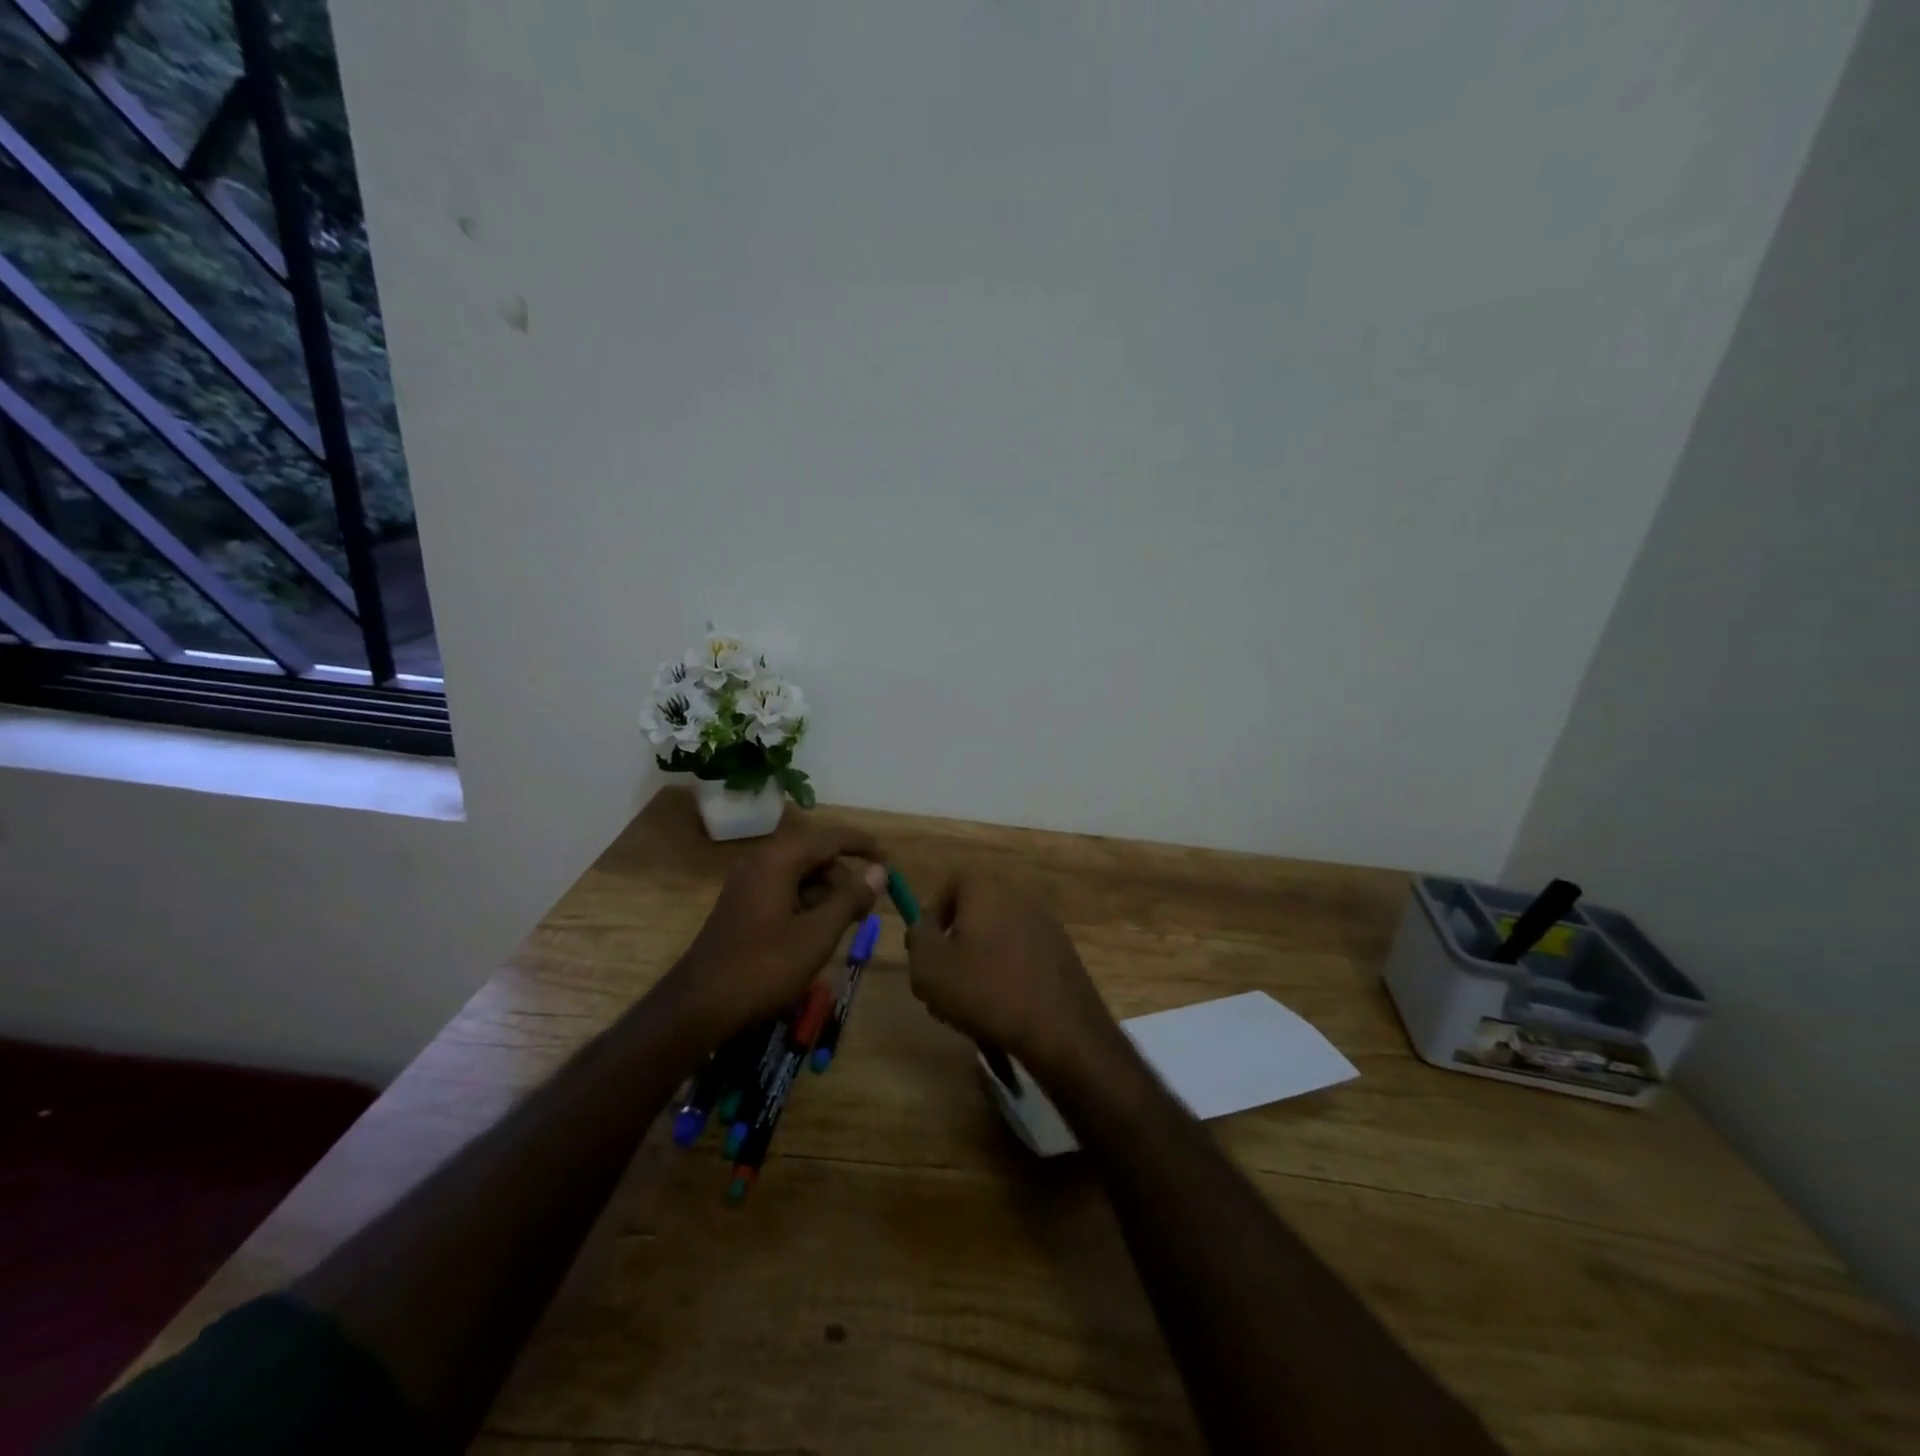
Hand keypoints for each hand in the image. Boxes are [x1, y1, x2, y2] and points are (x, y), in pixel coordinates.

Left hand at [662, 820, 887, 1042]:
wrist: (698, 1007)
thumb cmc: (762, 968)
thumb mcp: (816, 935)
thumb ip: (850, 898)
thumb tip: (879, 871)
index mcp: (778, 861)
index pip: (830, 837)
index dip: (863, 845)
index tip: (889, 862)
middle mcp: (761, 863)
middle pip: (815, 854)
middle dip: (845, 875)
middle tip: (866, 907)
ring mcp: (748, 884)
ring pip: (800, 874)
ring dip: (827, 892)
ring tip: (845, 924)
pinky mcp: (742, 905)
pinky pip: (784, 890)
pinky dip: (807, 903)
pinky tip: (817, 932)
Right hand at [904, 871, 1118, 1079]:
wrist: (1061, 1029)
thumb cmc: (986, 991)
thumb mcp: (929, 967)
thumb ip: (917, 937)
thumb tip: (923, 926)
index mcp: (988, 889)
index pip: (954, 881)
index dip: (936, 910)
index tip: (928, 945)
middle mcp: (1019, 896)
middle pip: (977, 910)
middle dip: (957, 941)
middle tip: (945, 978)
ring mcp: (1046, 923)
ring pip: (999, 935)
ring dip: (981, 960)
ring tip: (971, 1002)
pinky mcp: (1063, 952)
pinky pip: (1023, 954)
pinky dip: (1008, 972)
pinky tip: (1003, 1008)